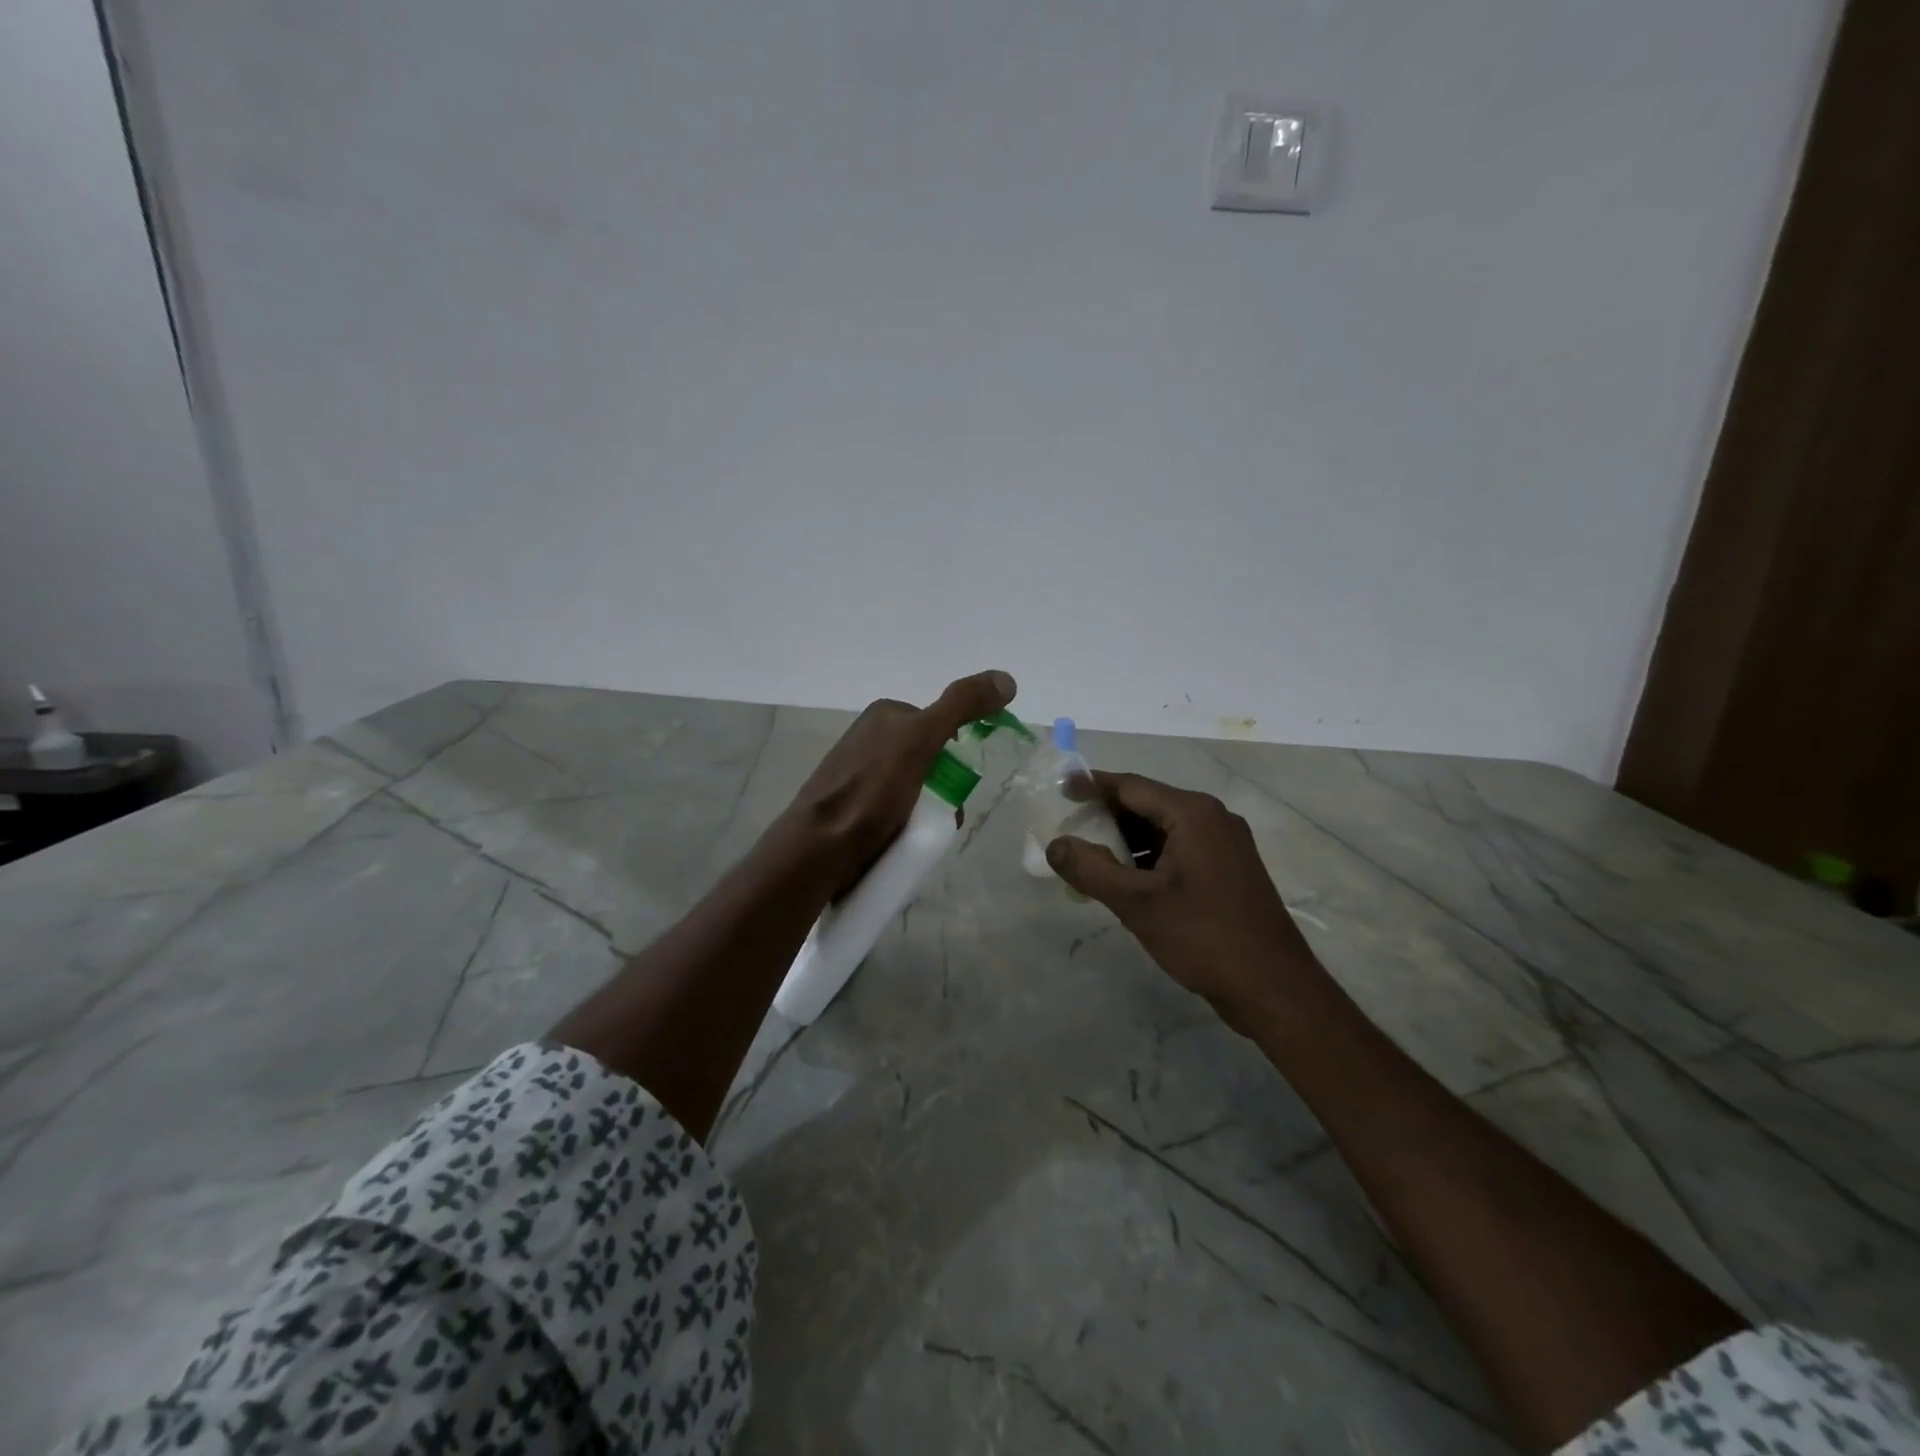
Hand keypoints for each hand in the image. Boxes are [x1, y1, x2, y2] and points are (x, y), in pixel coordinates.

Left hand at [776, 670, 1016, 894]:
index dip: (955, 756)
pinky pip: (895, 811)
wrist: (820, 847)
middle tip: (938, 816)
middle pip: (930, 762)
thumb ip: (961, 706)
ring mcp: (859, 774)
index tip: (955, 785)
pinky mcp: (853, 807)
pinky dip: (906, 825)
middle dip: (942, 790)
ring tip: (918, 834)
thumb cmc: (871, 790)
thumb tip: (1006, 678)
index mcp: (884, 715)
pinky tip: (901, 841)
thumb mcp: (921, 739)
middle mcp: (870, 738)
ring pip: (915, 790)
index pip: (940, 728)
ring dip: (926, 812)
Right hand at [1046, 772, 1320, 1030]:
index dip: (1093, 786)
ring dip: (1128, 840)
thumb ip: (1090, 869)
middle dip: (1108, 816)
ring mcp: (1226, 845)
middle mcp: (1213, 818)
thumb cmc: (1203, 937)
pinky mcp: (1230, 871)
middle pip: (1149, 805)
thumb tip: (1055, 844)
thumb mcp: (1137, 903)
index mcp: (1194, 814)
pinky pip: (1180, 850)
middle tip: (1070, 830)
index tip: (1060, 789)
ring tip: (1091, 858)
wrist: (1274, 989)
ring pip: (1164, 830)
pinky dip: (1150, 858)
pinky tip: (1128, 881)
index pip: (1132, 786)